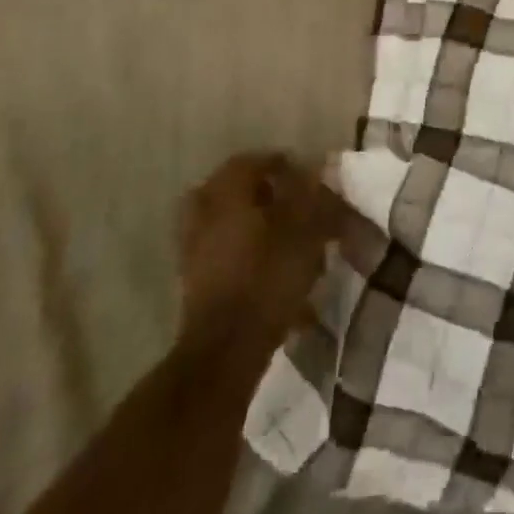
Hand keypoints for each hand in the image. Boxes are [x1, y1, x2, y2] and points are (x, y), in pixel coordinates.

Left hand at [177, 152, 346, 364]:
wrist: (225, 351)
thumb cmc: (267, 280)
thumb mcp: (304, 232)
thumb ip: (312, 197)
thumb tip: (319, 169)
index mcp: (226, 196)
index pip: (249, 162)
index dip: (278, 162)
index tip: (303, 174)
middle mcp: (204, 216)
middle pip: (230, 190)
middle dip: (260, 192)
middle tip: (288, 201)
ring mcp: (194, 251)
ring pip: (225, 222)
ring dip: (251, 222)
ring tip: (283, 237)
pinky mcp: (195, 283)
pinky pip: (221, 252)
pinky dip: (243, 251)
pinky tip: (271, 269)